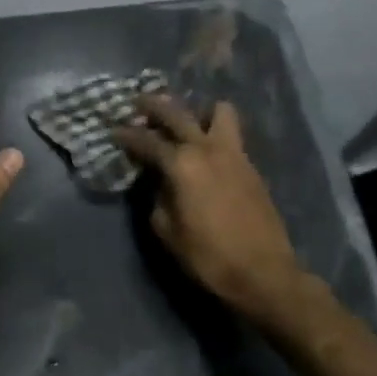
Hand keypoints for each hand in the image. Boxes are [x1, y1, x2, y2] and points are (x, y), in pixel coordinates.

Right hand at [113, 96, 307, 322]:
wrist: (263, 272)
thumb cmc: (209, 256)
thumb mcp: (168, 231)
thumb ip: (157, 198)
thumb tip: (159, 183)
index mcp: (181, 164)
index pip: (146, 140)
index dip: (126, 134)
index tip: (113, 129)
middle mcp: (206, 148)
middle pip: (177, 112)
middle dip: (153, 105)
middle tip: (138, 102)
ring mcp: (233, 153)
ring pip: (217, 112)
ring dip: (198, 111)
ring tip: (186, 123)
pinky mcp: (250, 166)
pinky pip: (230, 134)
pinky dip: (214, 131)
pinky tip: (205, 150)